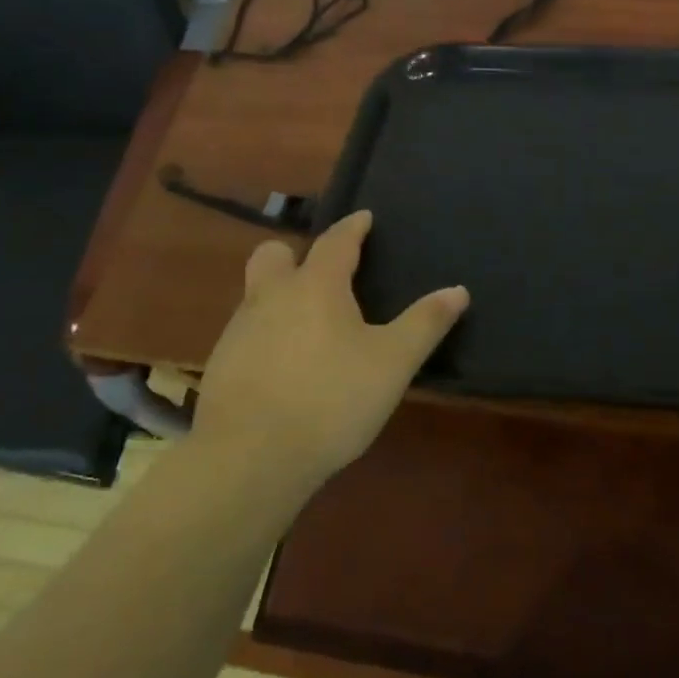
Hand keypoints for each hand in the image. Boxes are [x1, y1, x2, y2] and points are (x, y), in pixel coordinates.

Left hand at [192, 211, 468, 484]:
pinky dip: (266, 336)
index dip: (353, 227)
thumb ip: (425, 323)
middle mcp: (271, 297)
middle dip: (296, 255)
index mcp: (316, 286)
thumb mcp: (393, 363)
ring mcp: (238, 331)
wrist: (248, 459)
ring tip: (310, 327)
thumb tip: (458, 290)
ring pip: (257, 295)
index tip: (364, 218)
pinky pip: (246, 333)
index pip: (336, 241)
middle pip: (275, 255)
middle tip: (324, 276)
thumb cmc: (331, 399)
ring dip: (280, 297)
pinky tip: (285, 368)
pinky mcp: (220, 367)